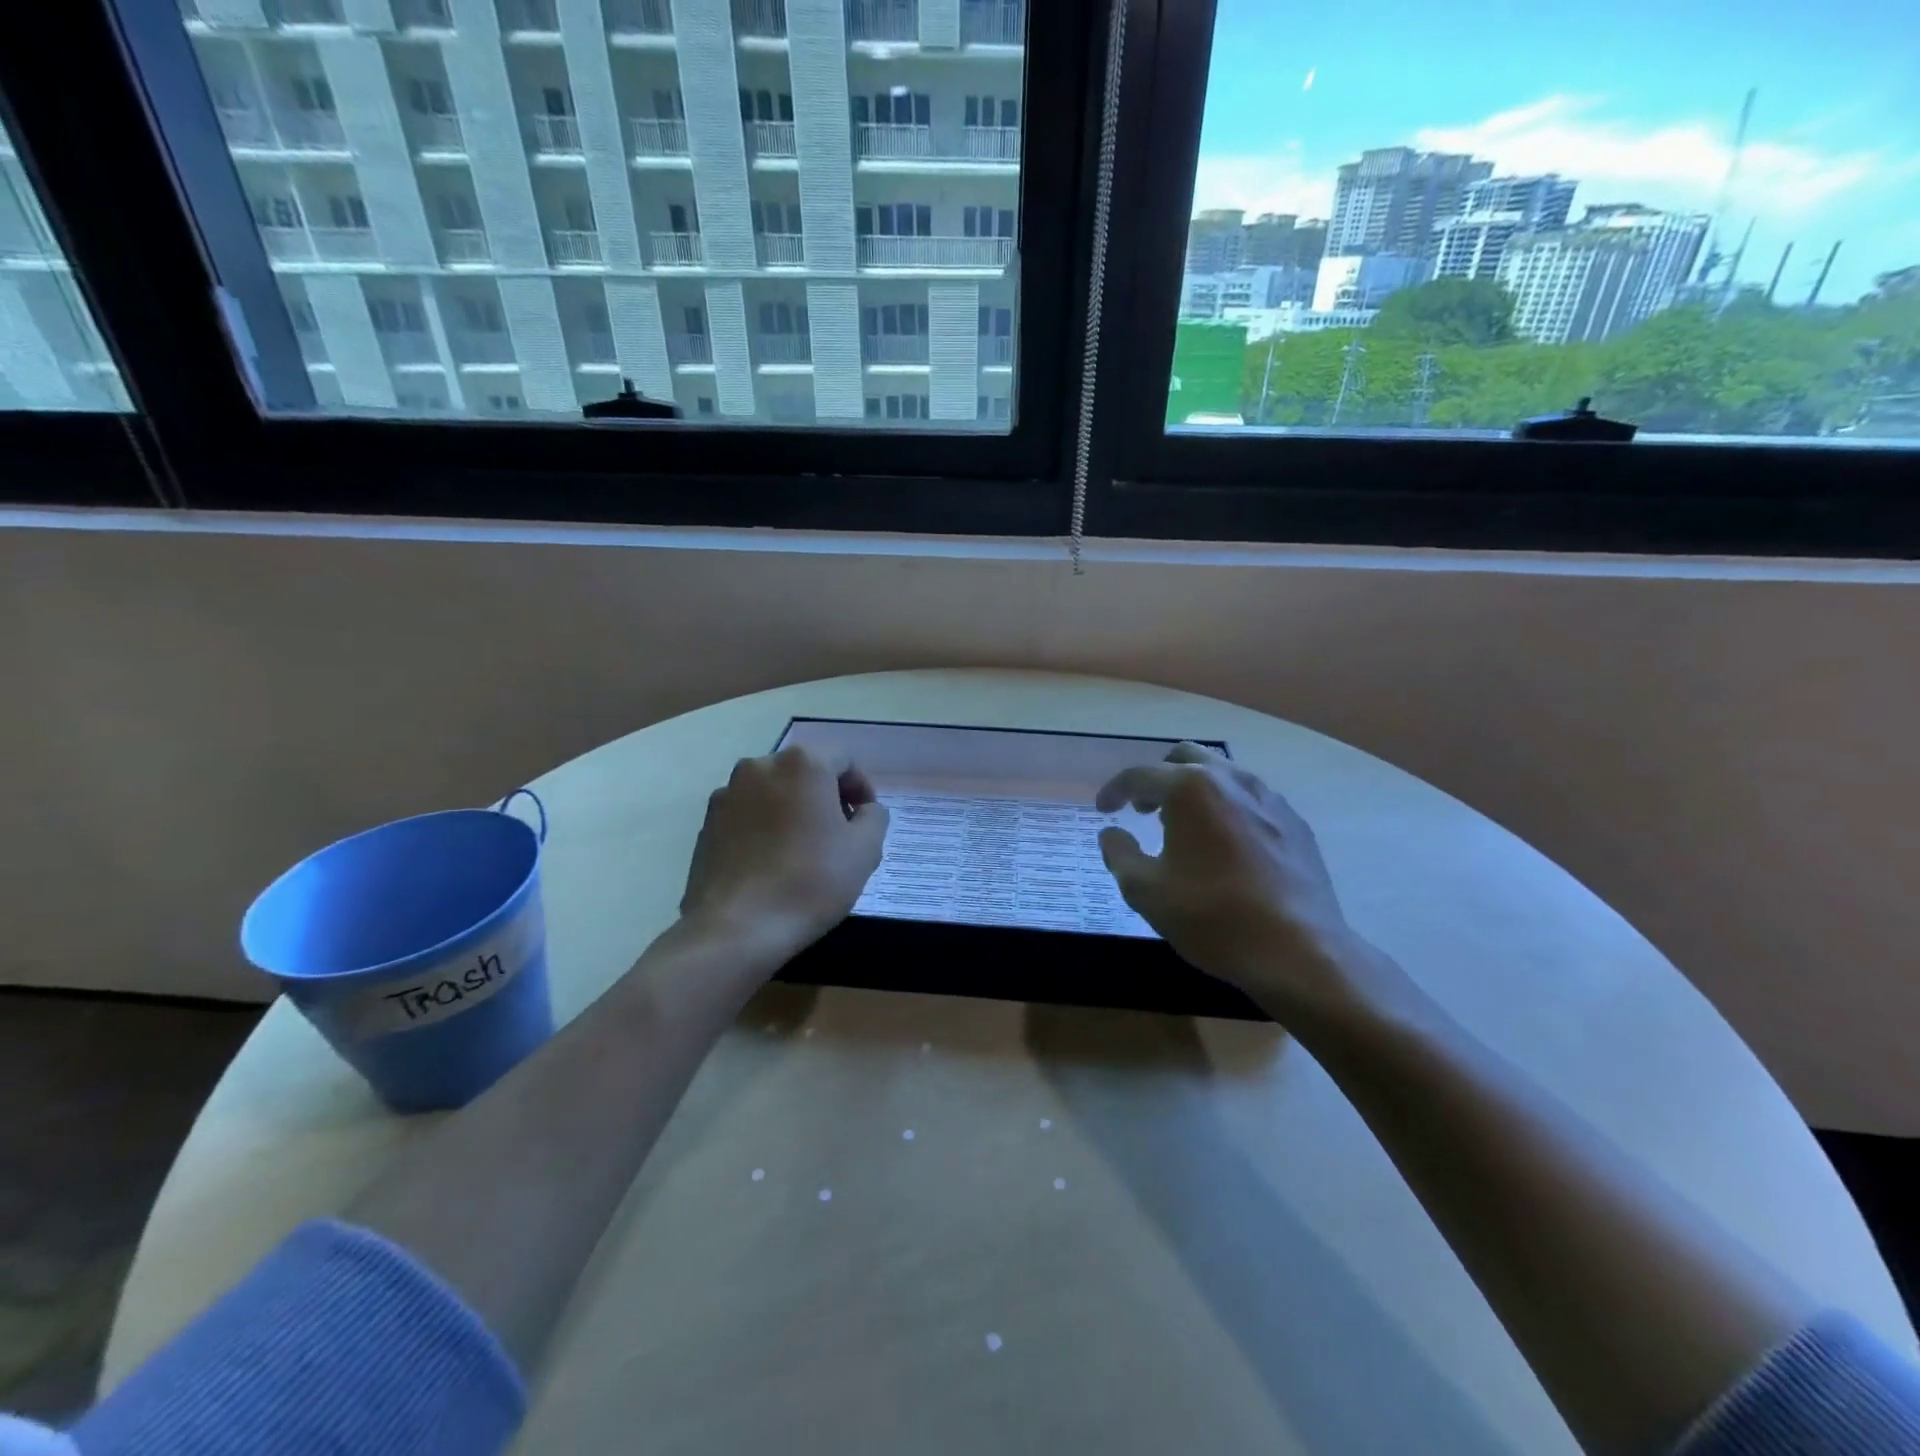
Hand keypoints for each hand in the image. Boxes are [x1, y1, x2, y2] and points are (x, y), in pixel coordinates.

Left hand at [680, 747, 889, 959]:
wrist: (736, 928)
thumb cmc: (810, 882)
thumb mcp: (865, 850)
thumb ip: (874, 817)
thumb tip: (864, 810)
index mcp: (803, 763)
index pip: (844, 760)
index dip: (861, 788)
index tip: (865, 821)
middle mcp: (761, 765)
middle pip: (806, 771)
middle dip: (826, 797)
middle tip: (840, 835)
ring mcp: (728, 793)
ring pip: (774, 791)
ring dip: (794, 810)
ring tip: (804, 851)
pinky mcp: (707, 822)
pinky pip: (748, 814)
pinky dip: (765, 827)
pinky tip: (772, 863)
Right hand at [1096, 743, 1382, 1025]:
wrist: (1300, 951)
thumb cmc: (1213, 917)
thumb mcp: (1146, 892)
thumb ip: (1120, 855)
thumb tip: (1112, 834)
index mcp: (1190, 789)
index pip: (1140, 775)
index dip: (1115, 791)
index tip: (1104, 810)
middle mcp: (1231, 780)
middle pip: (1185, 758)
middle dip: (1158, 778)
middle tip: (1144, 809)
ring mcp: (1269, 798)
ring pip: (1222, 774)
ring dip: (1194, 790)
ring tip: (1183, 827)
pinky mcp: (1295, 823)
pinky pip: (1251, 799)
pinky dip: (1227, 808)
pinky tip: (1225, 844)